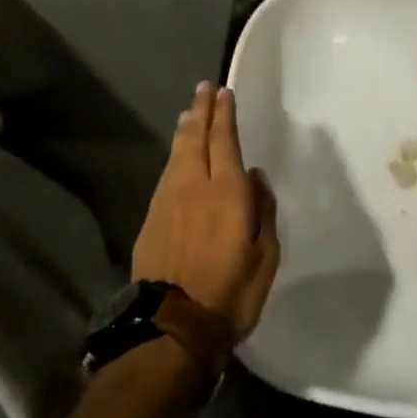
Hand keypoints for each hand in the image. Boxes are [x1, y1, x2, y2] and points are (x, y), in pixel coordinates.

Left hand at [133, 83, 280, 340]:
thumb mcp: (265, 258)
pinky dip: (175, 154)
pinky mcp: (151, 218)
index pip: (225, 141)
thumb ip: (263, 212)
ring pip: (177, 153)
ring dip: (186, 128)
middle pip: (196, 137)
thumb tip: (256, 177)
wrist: (170, 329)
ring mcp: (168, 200)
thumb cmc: (228, 294)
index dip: (224, 115)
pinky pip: (167, 174)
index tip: (224, 92)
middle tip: (204, 88)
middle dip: (201, 110)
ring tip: (190, 112)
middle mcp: (195, 186)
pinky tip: (177, 155)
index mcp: (228, 192)